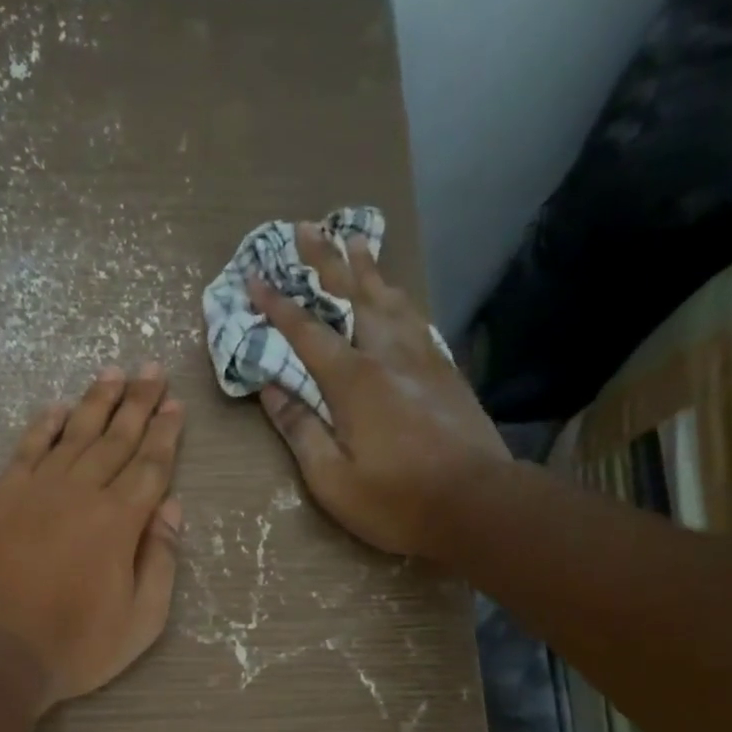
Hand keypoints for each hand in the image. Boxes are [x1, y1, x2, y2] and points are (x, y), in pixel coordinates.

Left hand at [0, 365, 184, 710]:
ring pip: (74, 435)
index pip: (150, 466)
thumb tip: (172, 508)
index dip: (166, 435)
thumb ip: (161, 561)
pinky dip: (44, 426)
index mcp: (120, 522)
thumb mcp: (141, 620)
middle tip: (152, 370)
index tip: (175, 405)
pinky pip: (27, 450)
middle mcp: (81, 493)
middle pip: (116, 439)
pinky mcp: (1, 498)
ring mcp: (37, 491)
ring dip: (96, 402)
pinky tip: (57, 408)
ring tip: (114, 373)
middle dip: (138, 404)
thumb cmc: (76, 646)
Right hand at [249, 224, 510, 558]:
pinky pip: (416, 318)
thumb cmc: (397, 501)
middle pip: (352, 296)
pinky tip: (396, 294)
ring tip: (353, 240)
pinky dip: (398, 298)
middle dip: (324, 261)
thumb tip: (270, 389)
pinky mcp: (446, 371)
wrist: (477, 504)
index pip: (307, 331)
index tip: (254, 277)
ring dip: (366, 268)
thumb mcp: (332, 480)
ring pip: (389, 299)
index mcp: (353, 381)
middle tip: (305, 227)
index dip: (277, 304)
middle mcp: (387, 355)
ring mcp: (422, 358)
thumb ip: (301, 430)